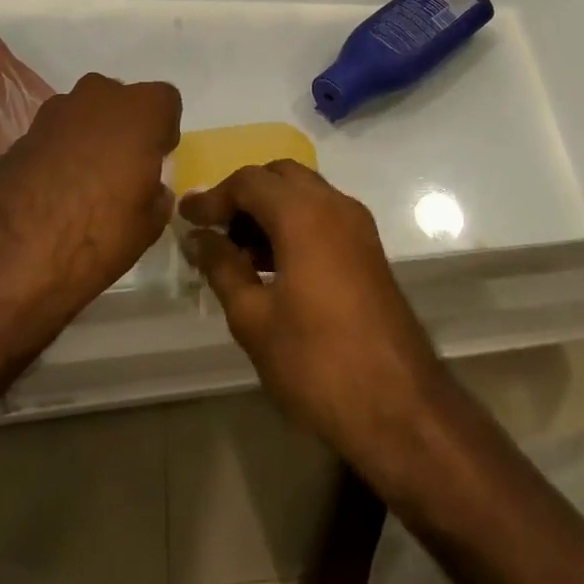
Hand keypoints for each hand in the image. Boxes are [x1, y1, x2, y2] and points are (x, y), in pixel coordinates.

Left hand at [0, 72, 180, 318]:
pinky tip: (55, 190)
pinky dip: (59, 152)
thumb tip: (151, 189)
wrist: (10, 256)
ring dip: (90, 136)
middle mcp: (98, 98)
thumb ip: (156, 196)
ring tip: (85, 182)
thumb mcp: (147, 226)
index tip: (156, 160)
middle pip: (122, 100)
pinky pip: (55, 134)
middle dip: (125, 126)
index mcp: (140, 112)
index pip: (166, 101)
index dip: (163, 131)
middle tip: (122, 168)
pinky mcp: (21, 134)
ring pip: (84, 113)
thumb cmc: (97, 235)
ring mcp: (54, 112)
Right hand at [181, 162, 449, 463]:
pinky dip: (295, 224)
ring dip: (270, 209)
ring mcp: (358, 226)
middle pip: (280, 176)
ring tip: (237, 252)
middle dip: (244, 195)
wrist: (399, 406)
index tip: (185, 219)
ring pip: (305, 193)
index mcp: (303, 213)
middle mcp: (335, 205)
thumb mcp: (253, 318)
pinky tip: (273, 265)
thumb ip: (222, 267)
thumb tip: (199, 238)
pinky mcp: (369, 250)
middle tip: (215, 230)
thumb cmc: (316, 361)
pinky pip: (324, 216)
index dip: (213, 197)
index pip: (248, 181)